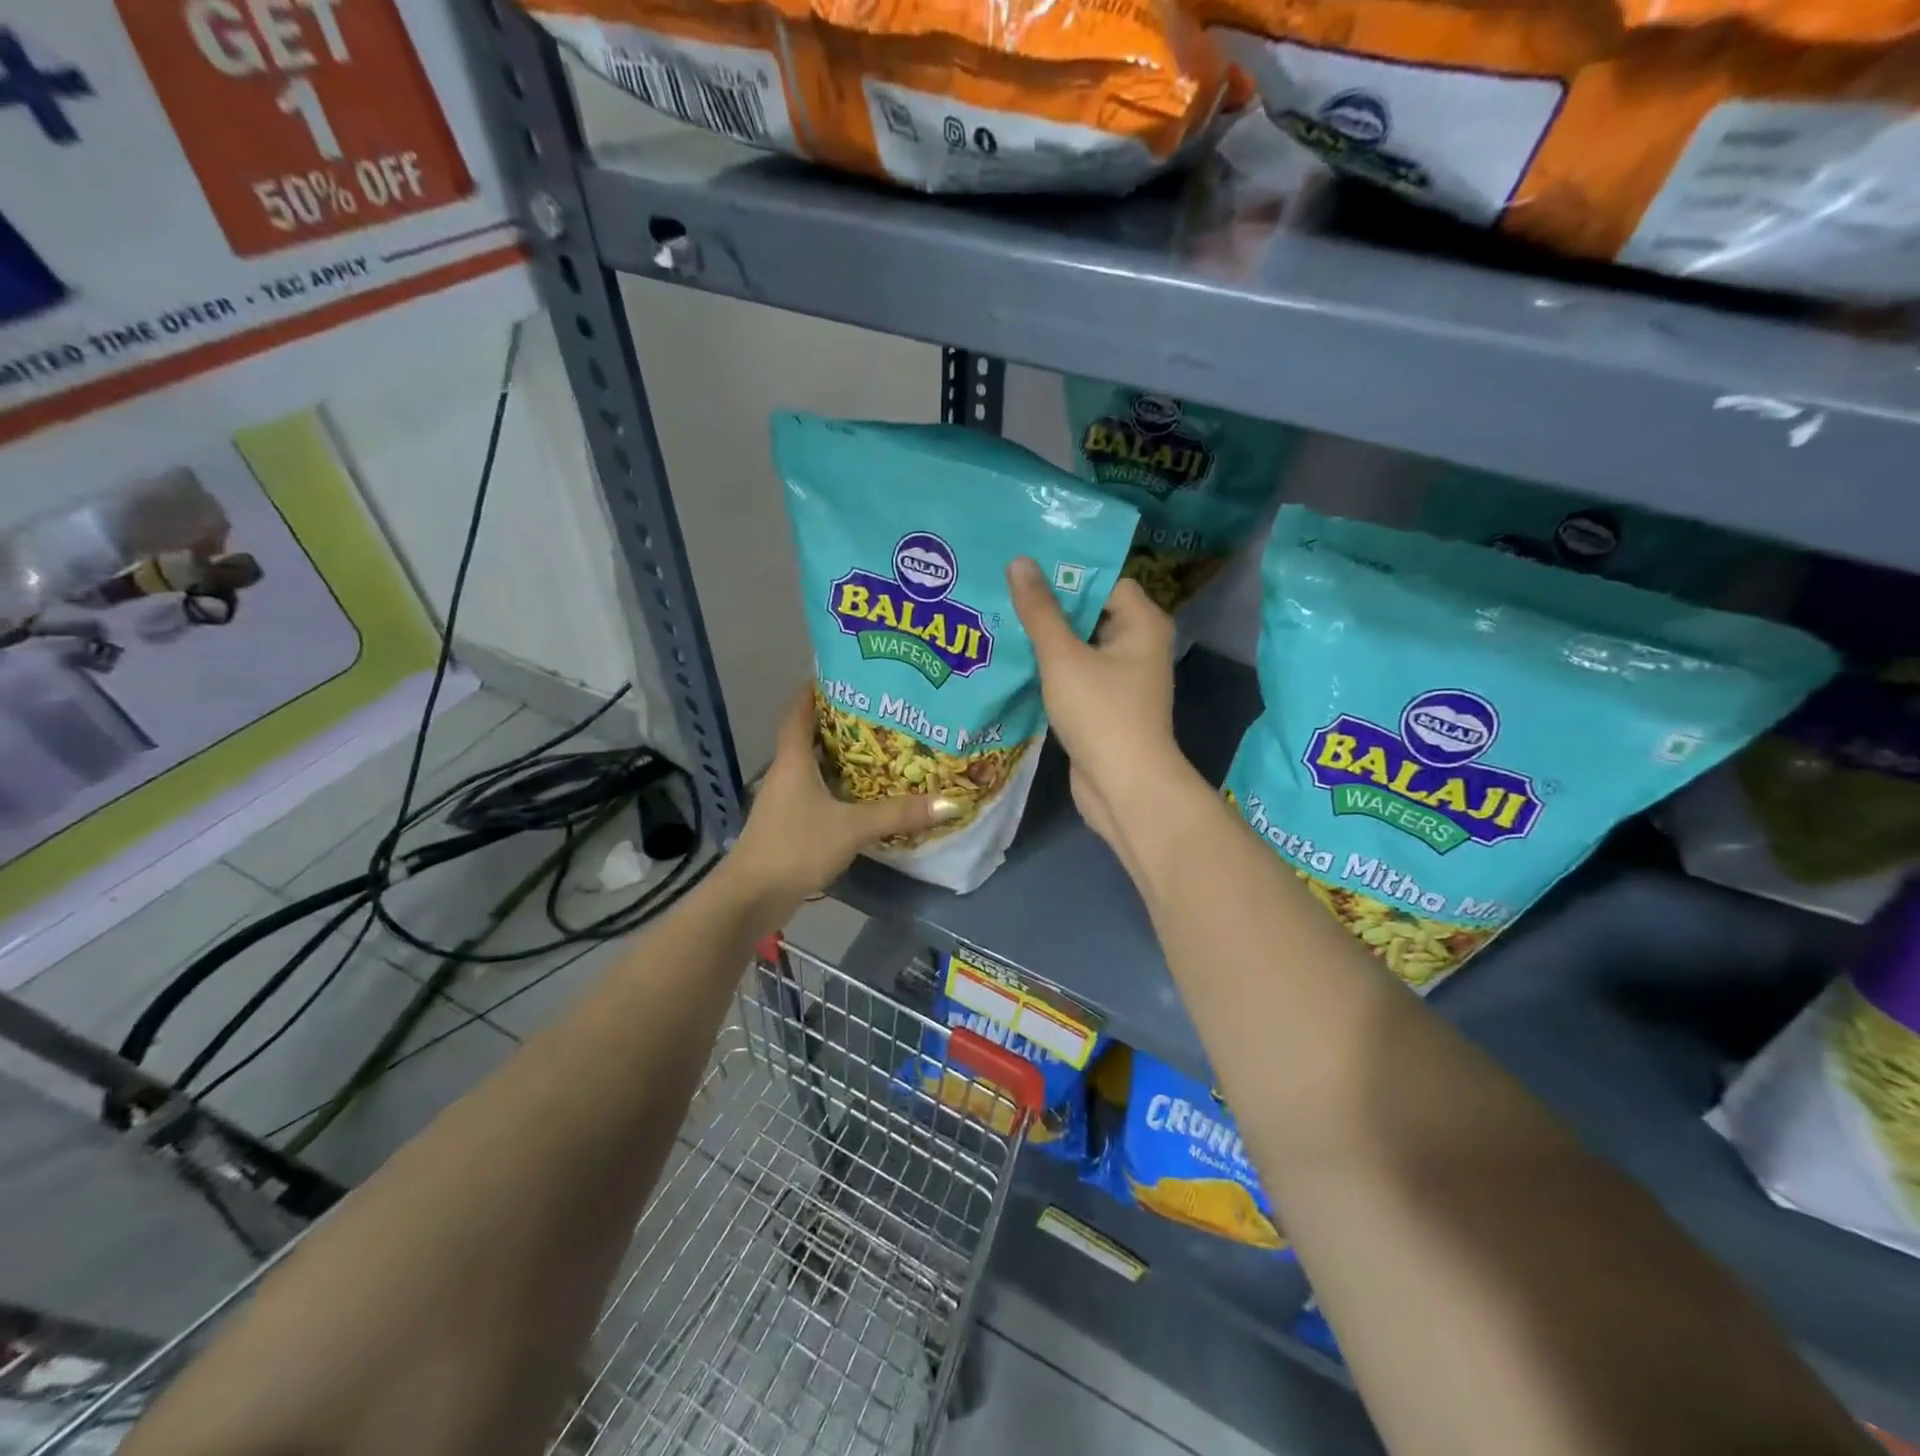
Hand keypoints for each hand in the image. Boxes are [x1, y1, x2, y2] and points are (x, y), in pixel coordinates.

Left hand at [728, 686, 958, 902]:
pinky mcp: (790, 824)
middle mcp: (786, 773)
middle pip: (811, 736)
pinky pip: (818, 793)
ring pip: (815, 766)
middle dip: (841, 721)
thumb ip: (898, 814)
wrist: (751, 897)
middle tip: (880, 709)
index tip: (843, 672)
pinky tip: (865, 794)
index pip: (799, 711)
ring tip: (881, 746)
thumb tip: (949, 802)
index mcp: (793, 760)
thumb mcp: (852, 828)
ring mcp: (785, 801)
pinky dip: (839, 786)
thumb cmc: (796, 847)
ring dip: (842, 756)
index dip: (815, 689)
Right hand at [1007, 557, 1186, 850]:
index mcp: (1142, 623)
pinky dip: (1051, 669)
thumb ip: (1040, 611)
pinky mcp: (1105, 705)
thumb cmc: (1101, 713)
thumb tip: (1020, 562)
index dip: (1066, 574)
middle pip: (1090, 612)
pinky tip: (1015, 662)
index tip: (1024, 569)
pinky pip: (1076, 674)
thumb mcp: (1063, 657)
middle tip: (1003, 591)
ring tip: (1000, 621)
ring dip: (1046, 639)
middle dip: (1049, 606)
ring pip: (1080, 646)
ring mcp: (1123, 678)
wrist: (1125, 787)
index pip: (1105, 581)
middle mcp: (1139, 645)